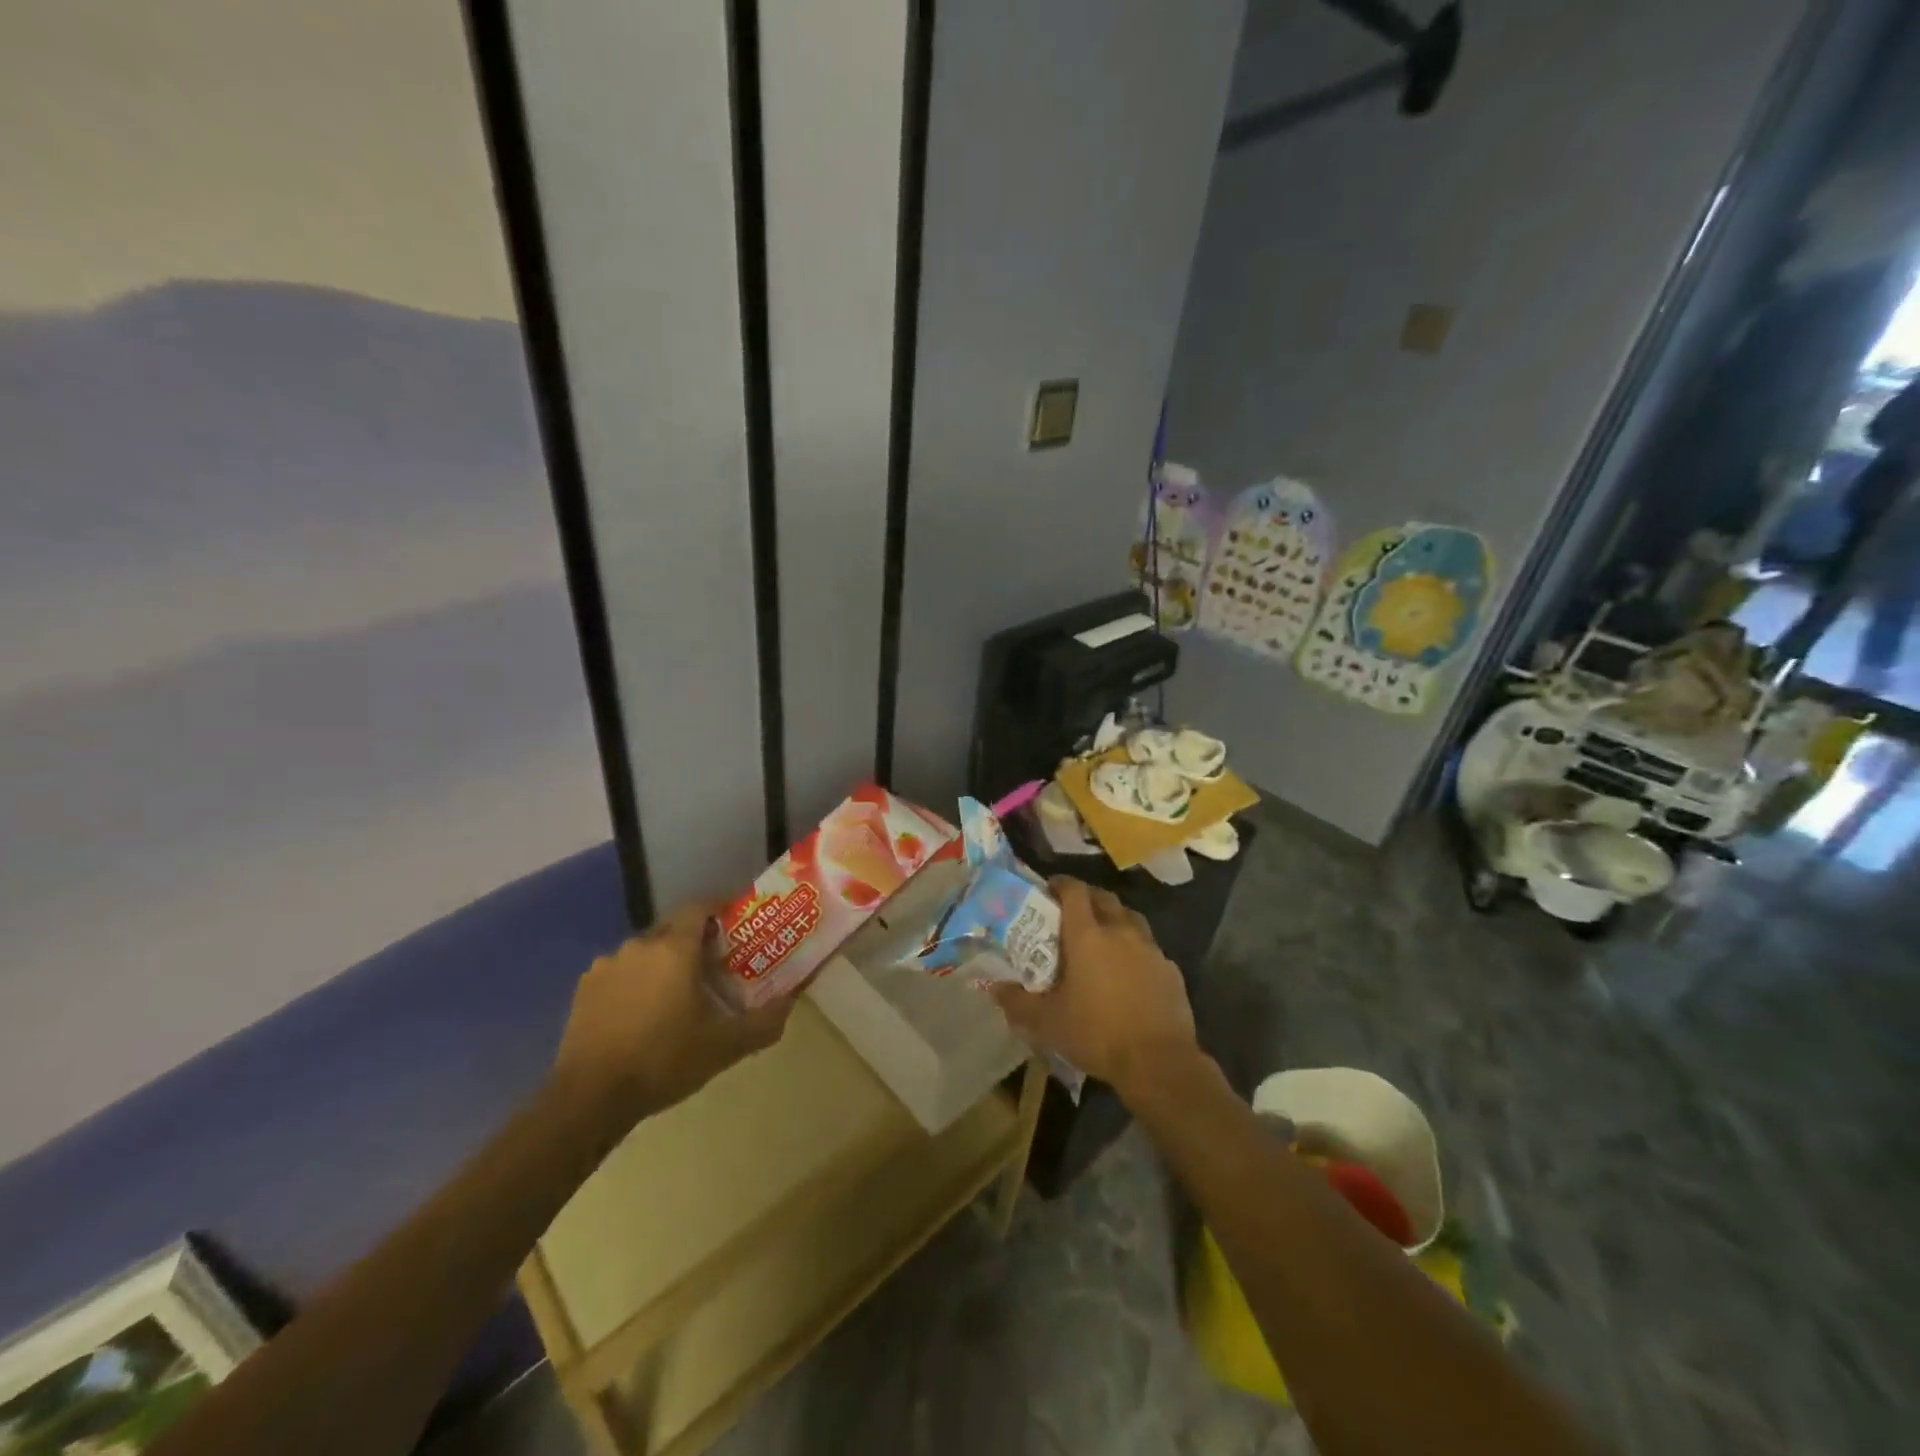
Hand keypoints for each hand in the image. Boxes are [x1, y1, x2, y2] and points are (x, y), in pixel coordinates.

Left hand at [551, 900, 790, 1128]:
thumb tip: (790, 1002)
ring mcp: (606, 966)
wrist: (590, 1098)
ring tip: (676, 994)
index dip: (719, 909)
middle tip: (713, 967)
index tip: (735, 926)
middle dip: (694, 941)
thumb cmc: (664, 1060)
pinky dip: (634, 983)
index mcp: (674, 947)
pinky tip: (641, 1014)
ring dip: (662, 964)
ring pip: (644, 952)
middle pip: (673, 929)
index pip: (699, 906)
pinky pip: (619, 973)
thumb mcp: (725, 1046)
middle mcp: (639, 945)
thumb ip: (764, 1022)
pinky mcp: (584, 990)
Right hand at [988, 877, 1198, 1097]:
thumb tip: (994, 988)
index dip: (1060, 884)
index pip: (1074, 891)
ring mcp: (1150, 948)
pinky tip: (1129, 971)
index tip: (1048, 889)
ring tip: (1101, 937)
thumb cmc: (1096, 1034)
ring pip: (1130, 918)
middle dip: (1086, 898)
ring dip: (1114, 918)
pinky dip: (1135, 948)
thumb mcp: (1047, 1023)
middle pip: (1103, 898)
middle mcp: (1120, 931)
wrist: (1159, 1062)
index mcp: (1088, 935)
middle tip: (1071, 913)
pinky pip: (1149, 947)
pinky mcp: (1170, 969)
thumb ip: (1017, 1002)